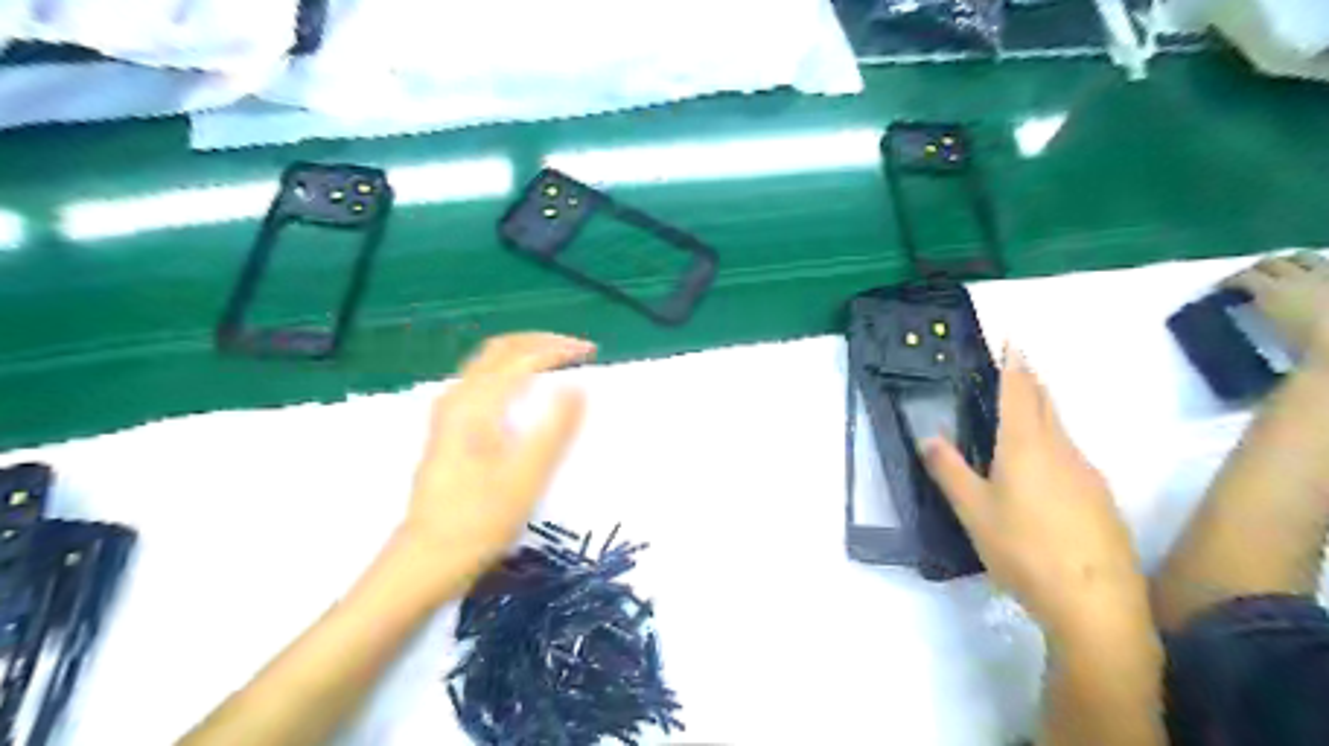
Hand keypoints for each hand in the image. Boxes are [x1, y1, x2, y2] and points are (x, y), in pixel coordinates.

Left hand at [392, 335, 591, 598]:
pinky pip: (483, 379)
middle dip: (541, 341)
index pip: (522, 357)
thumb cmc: (479, 521)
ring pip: (488, 362)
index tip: (591, 352)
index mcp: (475, 406)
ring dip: (525, 353)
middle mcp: (457, 398)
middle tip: (577, 350)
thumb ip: (553, 430)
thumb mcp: (525, 478)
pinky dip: (512, 370)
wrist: (426, 558)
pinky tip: (527, 388)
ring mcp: (448, 412)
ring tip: (559, 361)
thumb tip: (577, 388)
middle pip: (500, 348)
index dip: (558, 348)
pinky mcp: (448, 427)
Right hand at [927, 347, 1153, 644]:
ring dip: (1043, 409)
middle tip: (1018, 364)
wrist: (1095, 602)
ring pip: (1061, 428)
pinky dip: (1054, 440)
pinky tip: (1044, 464)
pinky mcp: (1100, 497)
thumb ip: (950, 470)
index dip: (1014, 366)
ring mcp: (1087, 473)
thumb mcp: (973, 511)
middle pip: (1046, 404)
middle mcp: (1061, 450)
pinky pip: (1071, 453)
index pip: (1019, 393)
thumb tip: (928, 436)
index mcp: (1025, 446)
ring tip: (1025, 407)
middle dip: (1032, 380)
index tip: (1012, 341)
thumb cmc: (1023, 549)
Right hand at [1224, 250, 1328, 364]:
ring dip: (1290, 262)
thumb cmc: (1312, 355)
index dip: (1228, 283)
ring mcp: (1328, 279)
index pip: (1242, 278)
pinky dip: (1318, 271)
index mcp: (1272, 293)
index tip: (1218, 293)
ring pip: (1305, 258)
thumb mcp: (1269, 366)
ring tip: (1284, 275)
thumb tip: (1235, 381)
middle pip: (1272, 262)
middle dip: (1257, 269)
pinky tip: (1315, 283)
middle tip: (1248, 281)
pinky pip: (1327, 268)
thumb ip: (1252, 369)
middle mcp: (1300, 279)